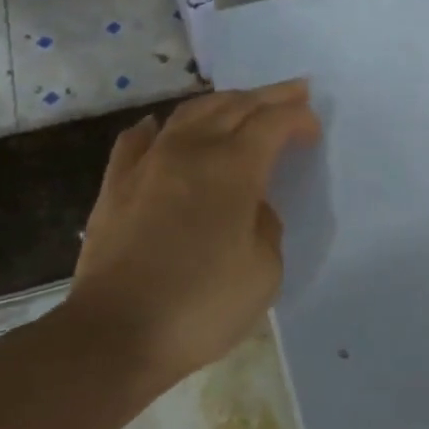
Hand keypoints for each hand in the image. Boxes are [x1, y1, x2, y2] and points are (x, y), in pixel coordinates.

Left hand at [71, 80, 320, 382]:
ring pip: (190, 113)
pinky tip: (163, 127)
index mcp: (233, 167)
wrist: (114, 335)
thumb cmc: (201, 305)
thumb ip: (266, 225)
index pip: (273, 123)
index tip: (313, 128)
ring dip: (223, 102)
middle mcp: (191, 150)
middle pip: (235, 105)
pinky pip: (138, 139)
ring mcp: (148, 163)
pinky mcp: (116, 185)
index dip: (298, 117)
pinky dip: (160, 127)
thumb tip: (250, 206)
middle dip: (269, 97)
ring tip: (242, 104)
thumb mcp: (264, 270)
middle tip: (294, 93)